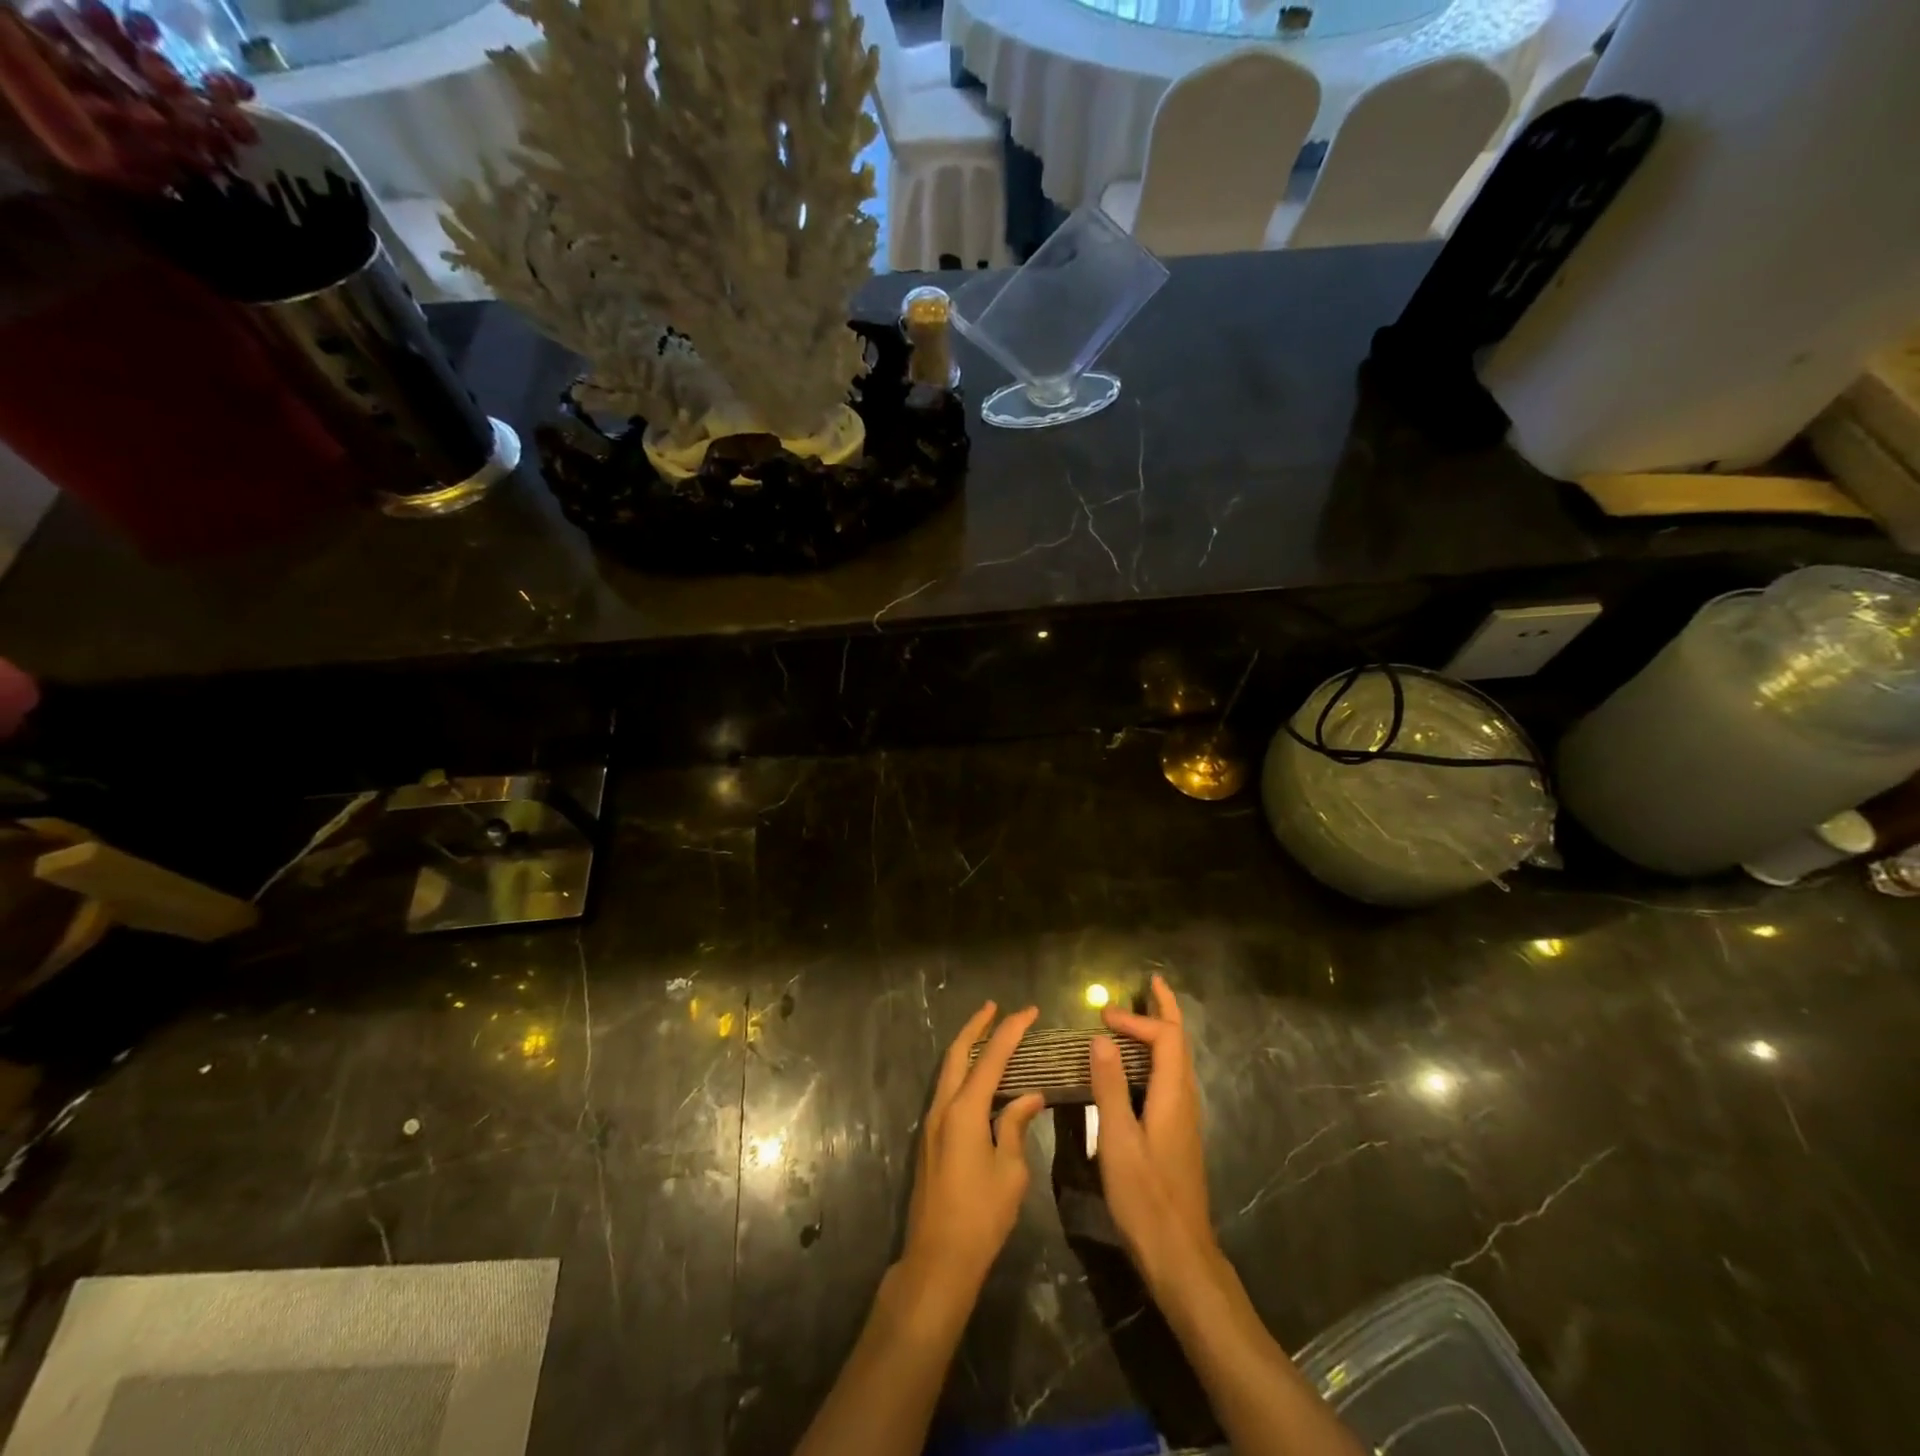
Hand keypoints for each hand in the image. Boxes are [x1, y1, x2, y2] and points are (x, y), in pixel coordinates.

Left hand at [902, 1002, 1045, 1301]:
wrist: (938, 1259)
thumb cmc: (981, 1216)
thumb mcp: (1010, 1171)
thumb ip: (1016, 1126)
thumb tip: (1029, 1097)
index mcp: (964, 1110)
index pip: (991, 1057)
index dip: (1011, 1030)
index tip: (1029, 1011)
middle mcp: (943, 1107)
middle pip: (957, 1053)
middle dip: (976, 1026)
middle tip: (996, 1007)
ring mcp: (932, 1122)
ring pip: (948, 1070)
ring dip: (967, 1047)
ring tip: (988, 1034)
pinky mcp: (930, 1138)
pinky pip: (947, 1090)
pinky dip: (963, 1072)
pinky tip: (979, 1078)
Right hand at [1088, 975, 1214, 1288]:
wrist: (1179, 1256)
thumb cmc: (1145, 1197)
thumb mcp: (1118, 1140)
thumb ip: (1109, 1087)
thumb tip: (1101, 1037)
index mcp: (1173, 1095)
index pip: (1165, 1037)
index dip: (1137, 1019)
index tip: (1102, 1015)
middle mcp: (1185, 1100)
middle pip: (1179, 1042)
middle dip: (1165, 1010)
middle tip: (1150, 983)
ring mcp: (1184, 1119)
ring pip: (1177, 1061)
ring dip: (1161, 1032)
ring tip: (1139, 1016)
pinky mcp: (1177, 1134)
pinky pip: (1169, 1079)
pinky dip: (1155, 1057)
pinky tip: (1136, 1068)